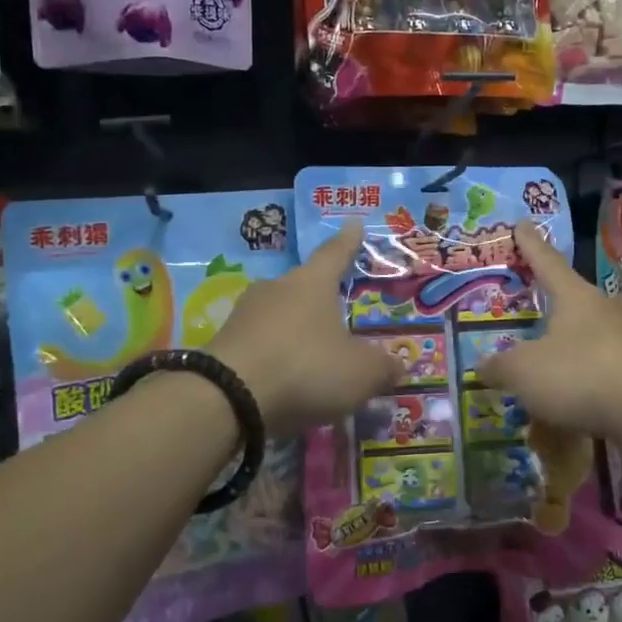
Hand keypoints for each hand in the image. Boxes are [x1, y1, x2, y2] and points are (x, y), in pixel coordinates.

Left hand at [209, 219, 401, 433]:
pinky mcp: (223, 343)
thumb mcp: (360, 373)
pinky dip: (276, 356)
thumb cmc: (306, 368)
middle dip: (321, 299)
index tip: (354, 224)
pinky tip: (285, 379)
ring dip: (296, 332)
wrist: (227, 398)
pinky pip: (260, 343)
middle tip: (338, 313)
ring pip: (279, 316)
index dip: (349, 241)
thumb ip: (383, 367)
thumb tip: (397, 364)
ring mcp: (245, 314)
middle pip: (304, 286)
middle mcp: (276, 288)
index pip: (336, 253)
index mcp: (312, 283)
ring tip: (313, 356)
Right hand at [478, 220, 621, 441]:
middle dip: (561, 302)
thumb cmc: (580, 373)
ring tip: (558, 360)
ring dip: (578, 343)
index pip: (547, 262)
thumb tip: (482, 366)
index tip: (523, 224)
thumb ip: (501, 366)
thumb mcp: (524, 371)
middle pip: (579, 297)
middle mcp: (607, 308)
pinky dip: (592, 377)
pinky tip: (580, 396)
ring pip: (598, 333)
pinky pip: (611, 367)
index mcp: (575, 296)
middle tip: (544, 309)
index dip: (531, 245)